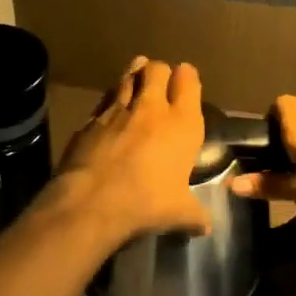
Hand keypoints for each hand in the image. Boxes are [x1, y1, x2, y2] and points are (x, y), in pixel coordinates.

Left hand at [52, 57, 210, 241]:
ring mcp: (117, 109)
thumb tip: (206, 226)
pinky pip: (104, 100)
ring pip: (128, 76)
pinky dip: (109, 101)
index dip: (187, 77)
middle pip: (156, 69)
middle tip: (159, 83)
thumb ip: (195, 214)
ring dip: (133, 75)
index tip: (185, 81)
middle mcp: (151, 108)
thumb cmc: (146, 203)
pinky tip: (109, 111)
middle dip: (159, 71)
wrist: (92, 201)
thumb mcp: (179, 213)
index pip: (188, 80)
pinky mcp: (90, 119)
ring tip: (135, 79)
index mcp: (182, 123)